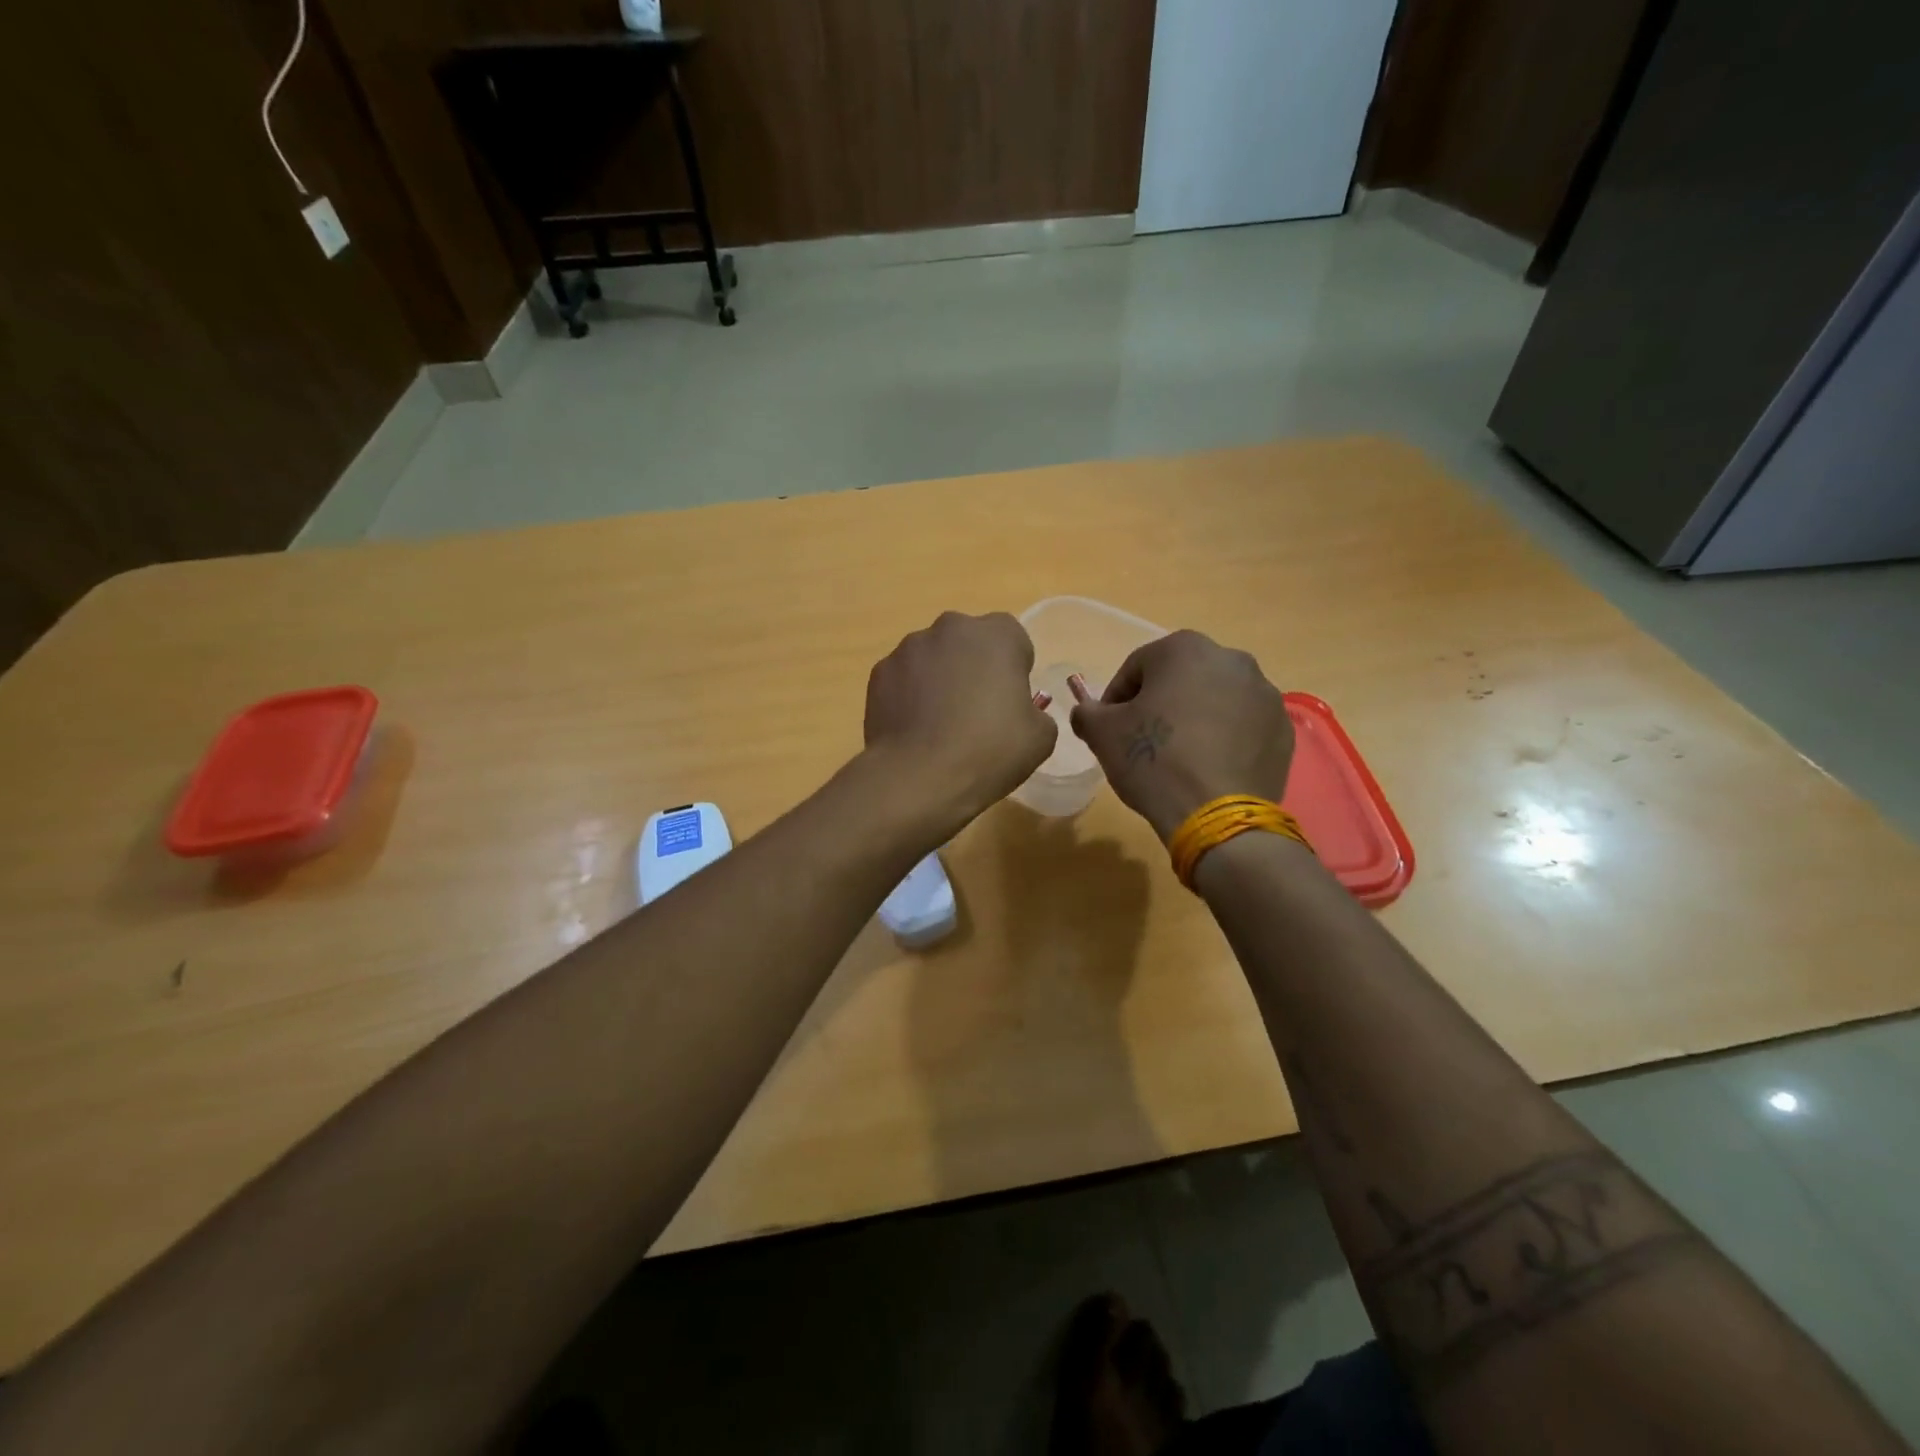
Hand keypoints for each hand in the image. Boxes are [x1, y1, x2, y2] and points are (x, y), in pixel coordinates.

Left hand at [864, 611, 1056, 831]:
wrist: (919, 778)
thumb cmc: (989, 751)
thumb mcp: (1041, 737)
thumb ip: (1035, 710)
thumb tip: (1017, 711)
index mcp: (997, 634)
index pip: (1013, 640)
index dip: (1014, 670)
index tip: (1009, 702)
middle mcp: (950, 628)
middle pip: (969, 643)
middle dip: (974, 667)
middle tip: (976, 712)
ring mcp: (909, 648)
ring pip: (933, 658)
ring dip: (939, 679)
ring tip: (939, 725)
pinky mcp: (879, 672)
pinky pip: (904, 678)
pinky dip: (909, 695)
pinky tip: (914, 729)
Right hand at [1069, 631, 1293, 840]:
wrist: (1216, 814)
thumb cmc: (1153, 760)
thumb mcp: (1101, 734)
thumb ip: (1088, 713)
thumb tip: (1088, 712)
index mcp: (1185, 648)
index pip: (1137, 667)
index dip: (1116, 699)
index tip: (1110, 729)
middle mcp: (1232, 659)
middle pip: (1181, 679)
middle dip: (1160, 704)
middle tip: (1144, 741)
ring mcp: (1265, 694)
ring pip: (1215, 700)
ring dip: (1195, 719)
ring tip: (1179, 758)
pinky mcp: (1283, 730)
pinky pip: (1243, 727)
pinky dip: (1225, 739)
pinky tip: (1209, 769)